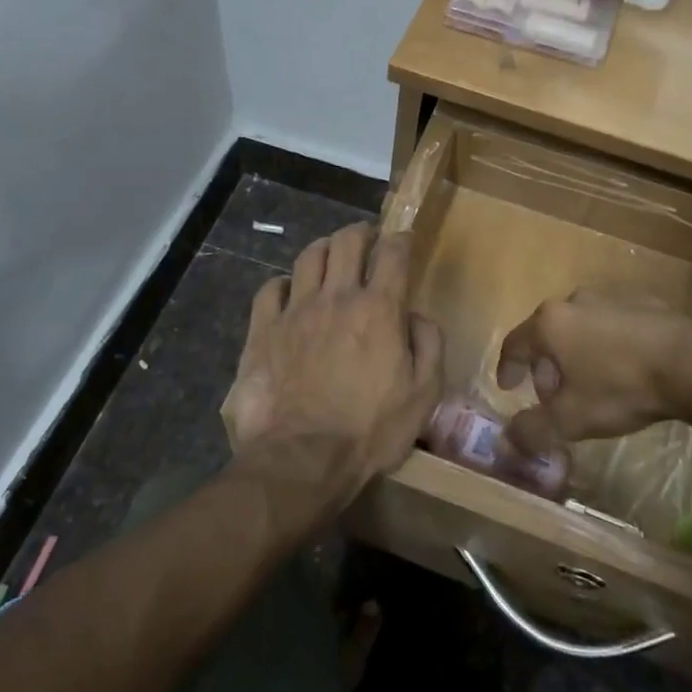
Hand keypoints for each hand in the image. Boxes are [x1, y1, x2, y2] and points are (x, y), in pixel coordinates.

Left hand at [224, 224, 442, 506]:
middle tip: (366, 239)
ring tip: (330, 256)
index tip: (402, 240)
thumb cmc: (370, 430)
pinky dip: (283, 284)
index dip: (400, 240)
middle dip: (360, 233)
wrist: (303, 458)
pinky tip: (289, 292)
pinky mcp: (263, 330)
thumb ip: (428, 345)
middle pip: (346, 241)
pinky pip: (270, 289)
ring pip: (308, 256)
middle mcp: (336, 297)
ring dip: (324, 249)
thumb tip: (416, 317)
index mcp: (378, 309)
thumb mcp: (423, 394)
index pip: (393, 254)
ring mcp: (295, 310)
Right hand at [497, 291, 691, 456]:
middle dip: (546, 367)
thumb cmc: (621, 388)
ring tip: (591, 384)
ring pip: (580, 327)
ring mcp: (610, 297)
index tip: (508, 387)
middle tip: (555, 397)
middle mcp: (574, 301)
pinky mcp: (643, 302)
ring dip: (577, 354)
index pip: (515, 344)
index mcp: (550, 323)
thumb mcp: (571, 419)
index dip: (507, 368)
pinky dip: (608, 343)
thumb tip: (505, 441)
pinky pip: (613, 324)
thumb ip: (533, 430)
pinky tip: (625, 368)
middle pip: (548, 335)